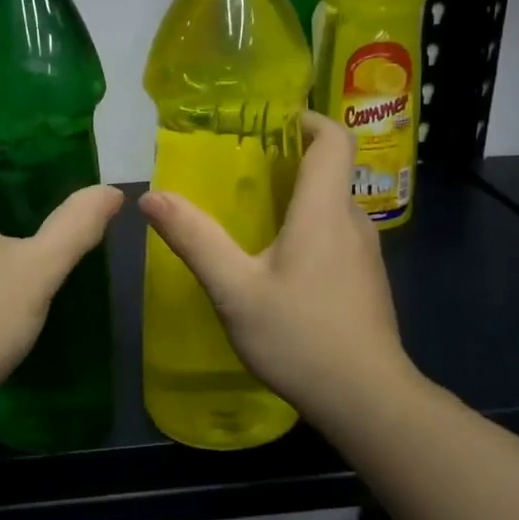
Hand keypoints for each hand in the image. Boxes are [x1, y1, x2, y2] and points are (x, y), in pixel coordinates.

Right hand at [139, 111, 410, 423]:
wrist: (367, 400)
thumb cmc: (300, 337)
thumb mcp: (234, 289)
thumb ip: (194, 239)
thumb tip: (151, 197)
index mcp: (324, 211)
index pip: (334, 139)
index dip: (307, 118)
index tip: (270, 119)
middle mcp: (352, 222)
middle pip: (330, 170)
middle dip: (289, 159)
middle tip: (241, 167)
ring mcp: (365, 254)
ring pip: (332, 205)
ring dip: (297, 197)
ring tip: (250, 211)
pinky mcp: (366, 281)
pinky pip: (336, 234)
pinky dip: (308, 227)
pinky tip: (276, 260)